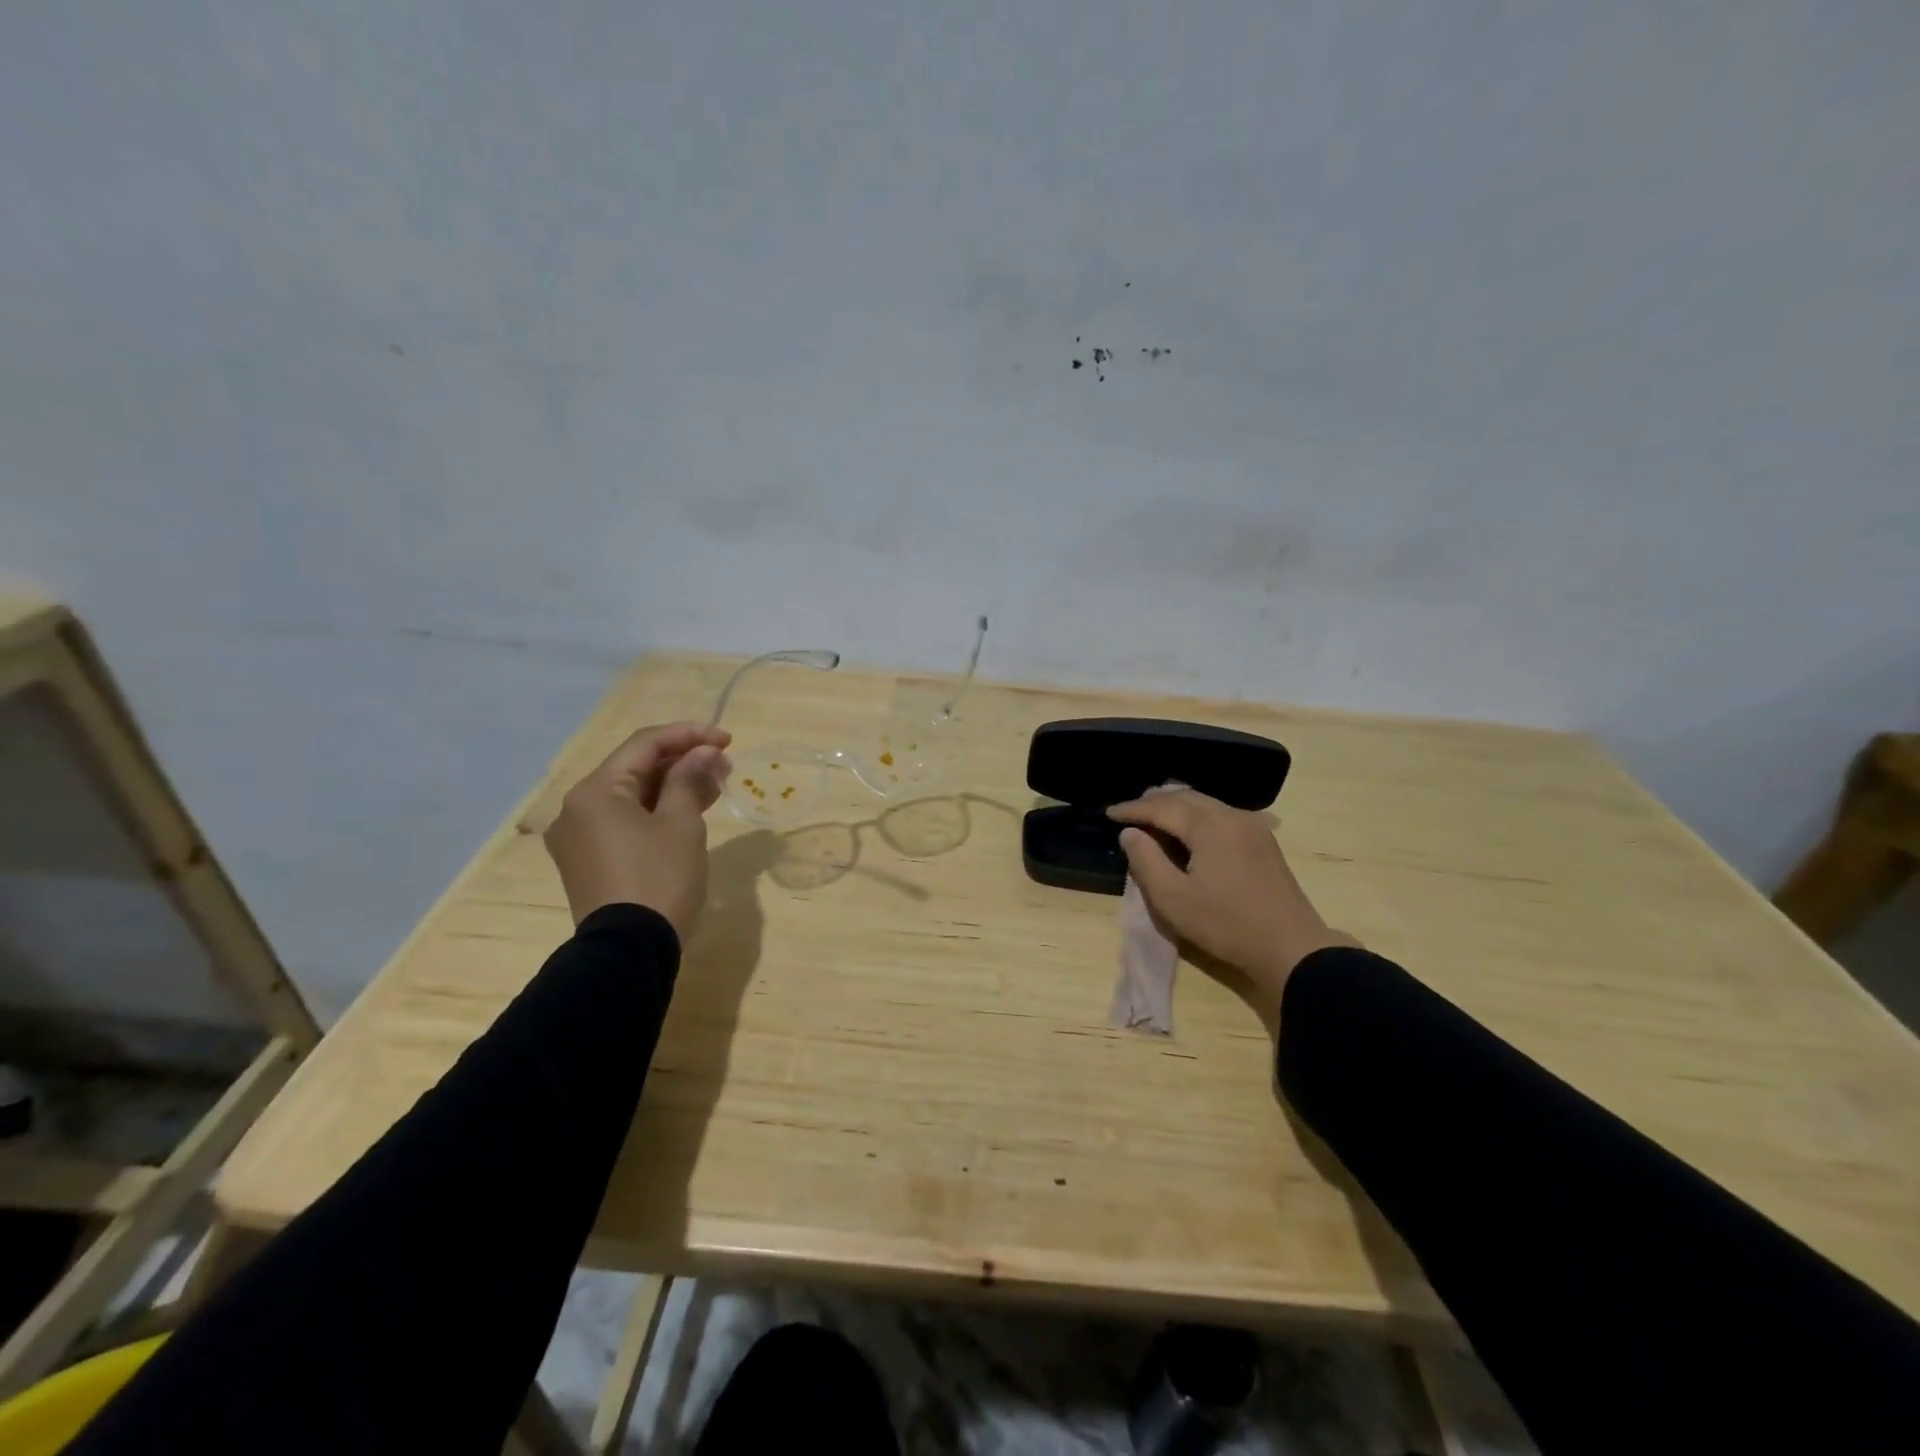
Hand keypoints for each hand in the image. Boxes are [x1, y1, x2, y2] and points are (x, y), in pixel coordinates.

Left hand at [543, 722, 731, 937]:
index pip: (644, 744)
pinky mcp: (588, 861)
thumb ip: (690, 778)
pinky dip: (655, 811)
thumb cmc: (659, 878)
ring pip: (631, 796)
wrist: (629, 950)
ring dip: (672, 786)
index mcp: (595, 791)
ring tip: (715, 785)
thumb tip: (703, 752)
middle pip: (634, 768)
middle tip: (724, 764)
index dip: (688, 735)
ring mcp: (579, 837)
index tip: (726, 740)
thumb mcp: (682, 823)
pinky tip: (689, 811)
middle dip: (682, 761)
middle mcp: (577, 808)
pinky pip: (623, 821)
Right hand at [1108, 788, 1358, 1028]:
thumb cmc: (1226, 924)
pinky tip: (1189, 829)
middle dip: (1154, 801)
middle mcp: (1231, 816)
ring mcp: (1252, 827)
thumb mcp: (1173, 899)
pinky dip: (1197, 815)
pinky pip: (1221, 814)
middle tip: (1129, 810)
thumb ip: (1146, 861)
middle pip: (1186, 797)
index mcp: (1208, 825)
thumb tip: (1130, 833)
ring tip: (1154, 816)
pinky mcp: (1263, 842)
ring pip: (1205, 804)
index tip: (1109, 813)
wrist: (1291, 949)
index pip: (1162, 807)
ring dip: (1176, 806)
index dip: (1133, 809)